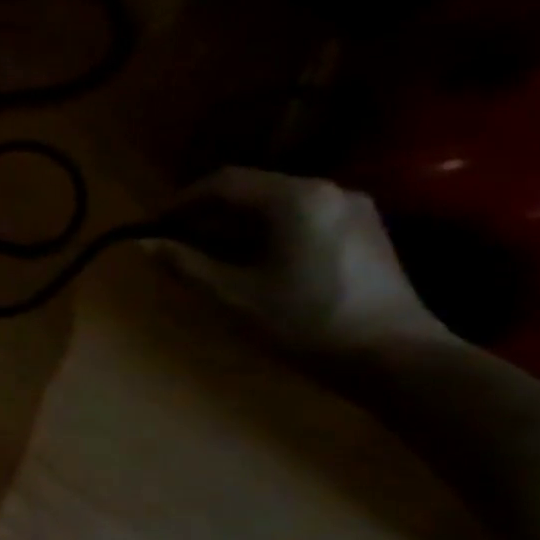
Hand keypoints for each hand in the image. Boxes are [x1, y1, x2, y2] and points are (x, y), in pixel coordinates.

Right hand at [151, 167, 449, 356]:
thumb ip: (186, 264)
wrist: (395, 357)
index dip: (181, 201)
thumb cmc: (306, 322)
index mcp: (295, 198)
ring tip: (209, 256)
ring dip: (236, 225)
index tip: (153, 227)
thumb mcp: (233, 296)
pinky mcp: (364, 231)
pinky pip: (301, 218)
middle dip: (208, 214)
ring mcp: (352, 209)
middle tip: (176, 244)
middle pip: (253, 189)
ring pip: (276, 205)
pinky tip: (252, 263)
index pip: (224, 182)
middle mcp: (327, 190)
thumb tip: (144, 244)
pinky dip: (266, 232)